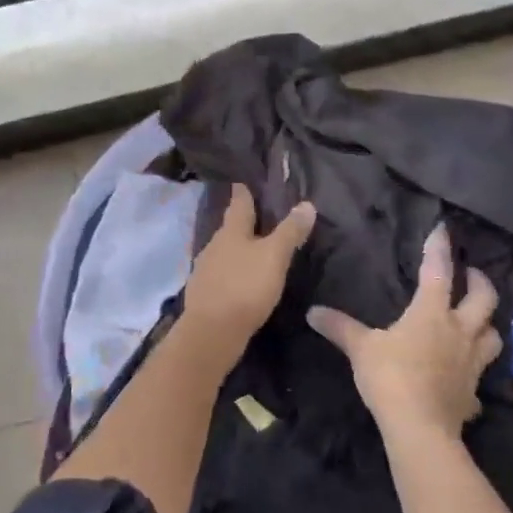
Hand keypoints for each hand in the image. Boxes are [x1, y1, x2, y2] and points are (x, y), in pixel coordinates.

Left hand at [180, 184, 315, 367]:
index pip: (239, 202)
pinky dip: (234, 271)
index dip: (244, 190)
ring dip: (239, 248)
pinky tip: (243, 278)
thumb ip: (290, 232)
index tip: (245, 178)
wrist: (211, 333)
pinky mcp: (206, 293)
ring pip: (226, 251)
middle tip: (261, 214)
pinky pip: (223, 273)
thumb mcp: (274, 257)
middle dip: (244, 221)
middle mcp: (214, 245)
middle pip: (231, 227)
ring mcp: (206, 270)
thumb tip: (307, 204)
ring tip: (256, 248)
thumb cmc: (244, 287)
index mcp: (230, 231)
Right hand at [306, 224, 500, 442]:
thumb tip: (312, 312)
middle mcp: (459, 331)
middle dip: (480, 282)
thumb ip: (340, 327)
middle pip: (484, 299)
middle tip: (472, 275)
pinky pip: (480, 377)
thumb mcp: (361, 349)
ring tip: (477, 321)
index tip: (443, 229)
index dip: (439, 248)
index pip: (438, 271)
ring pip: (493, 335)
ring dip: (488, 325)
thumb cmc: (392, 377)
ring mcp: (472, 363)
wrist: (420, 429)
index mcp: (432, 313)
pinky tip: (464, 377)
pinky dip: (474, 372)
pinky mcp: (474, 393)